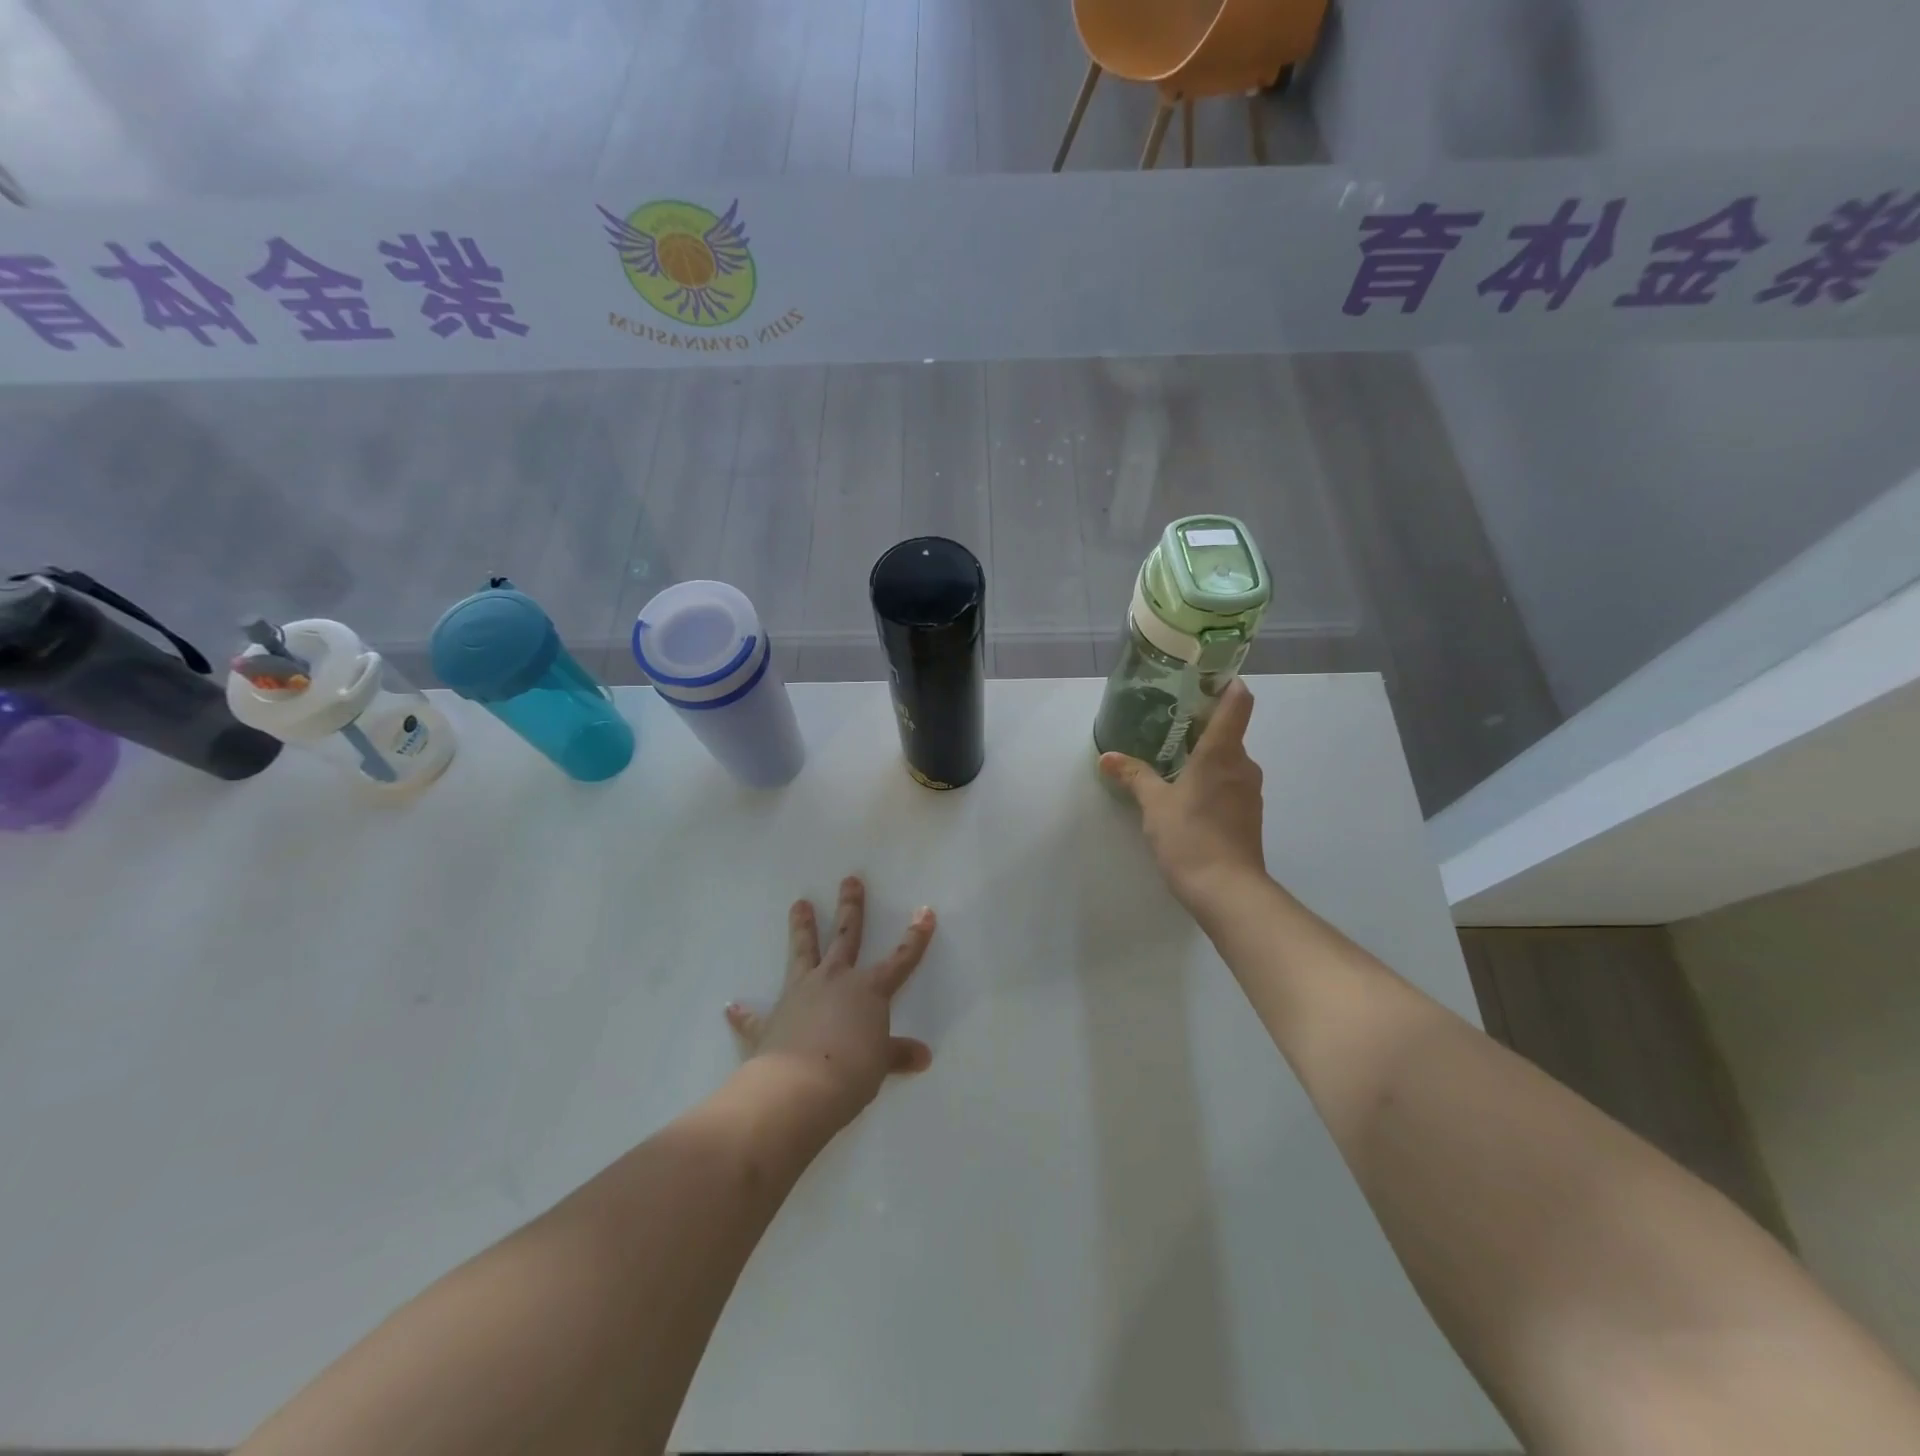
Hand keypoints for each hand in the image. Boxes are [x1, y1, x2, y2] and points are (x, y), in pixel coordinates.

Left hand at [724, 877, 934, 1129]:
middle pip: (845, 937)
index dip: (915, 937)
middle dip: (850, 908)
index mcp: (868, 990)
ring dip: (801, 929)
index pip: (900, 959)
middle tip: (849, 880)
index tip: (924, 912)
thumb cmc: (851, 1072)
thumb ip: (897, 1054)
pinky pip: (754, 1016)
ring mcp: (799, 995)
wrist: (798, 1089)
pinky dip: (743, 1013)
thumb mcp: (880, 1064)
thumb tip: (922, 1056)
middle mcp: (834, 981)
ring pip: (802, 953)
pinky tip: (731, 1007)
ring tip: (799, 904)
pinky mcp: (770, 1021)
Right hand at [1099, 678, 1266, 911]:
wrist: (1228, 891)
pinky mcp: (1249, 814)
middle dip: (1203, 726)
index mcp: (1222, 752)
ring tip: (1173, 762)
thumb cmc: (1190, 837)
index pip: (1237, 702)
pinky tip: (1187, 795)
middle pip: (1230, 731)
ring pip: (1229, 760)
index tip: (1207, 678)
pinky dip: (1212, 780)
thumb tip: (1107, 757)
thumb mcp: (1154, 805)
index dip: (1227, 684)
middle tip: (1170, 725)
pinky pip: (1230, 783)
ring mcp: (1250, 791)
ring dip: (1206, 757)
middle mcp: (1243, 765)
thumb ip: (1134, 776)